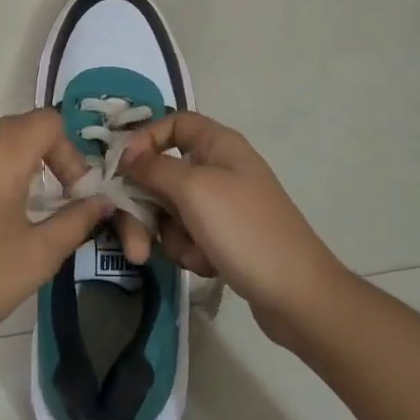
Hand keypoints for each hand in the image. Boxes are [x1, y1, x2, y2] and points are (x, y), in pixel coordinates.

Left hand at [0, 109, 111, 370]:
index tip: (73, 194)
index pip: (48, 121)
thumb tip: (102, 202)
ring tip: (24, 209)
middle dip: (46, 155)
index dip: (70, 152)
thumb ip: (76, 220)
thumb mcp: (37, 255)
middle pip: (19, 127)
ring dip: (16, 163)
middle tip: (57, 200)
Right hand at [119, 113, 346, 342]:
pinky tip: (207, 265)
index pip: (174, 124)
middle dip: (145, 208)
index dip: (145, 139)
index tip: (122, 167)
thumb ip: (153, 168)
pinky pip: (188, 234)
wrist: (297, 295)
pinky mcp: (223, 237)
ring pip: (171, 209)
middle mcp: (219, 168)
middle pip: (163, 173)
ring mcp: (222, 205)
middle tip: (134, 243)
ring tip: (188, 257)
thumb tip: (127, 154)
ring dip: (169, 234)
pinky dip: (190, 250)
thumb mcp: (193, 190)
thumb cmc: (244, 230)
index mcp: (218, 145)